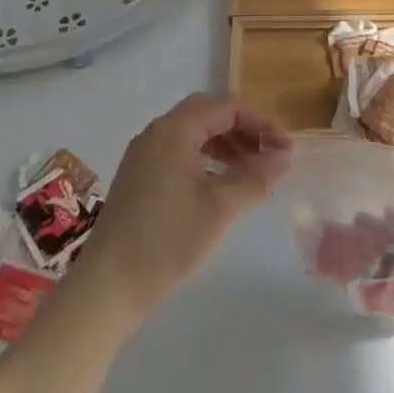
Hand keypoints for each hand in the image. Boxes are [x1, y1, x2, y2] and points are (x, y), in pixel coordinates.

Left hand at [74, 94, 291, 325]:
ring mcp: (144, 155)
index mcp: (175, 129)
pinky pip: (180, 152)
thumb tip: (285, 157)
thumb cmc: (167, 240)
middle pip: (209, 115)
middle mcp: (157, 132)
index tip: (286, 147)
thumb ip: (256, 177)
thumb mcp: (220, 208)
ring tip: (253, 171)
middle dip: (244, 130)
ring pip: (194, 134)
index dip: (261, 122)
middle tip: (271, 155)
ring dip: (227, 145)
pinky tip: (222, 185)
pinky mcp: (139, 177)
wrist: (107, 286)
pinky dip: (207, 160)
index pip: (227, 106)